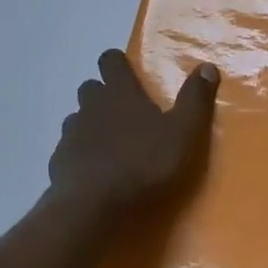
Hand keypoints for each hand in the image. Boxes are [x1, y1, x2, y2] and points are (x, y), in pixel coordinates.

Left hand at [48, 50, 219, 216]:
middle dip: (104, 93)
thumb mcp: (183, 132)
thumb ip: (195, 99)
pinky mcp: (59, 161)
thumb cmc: (143, 164)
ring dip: (91, 123)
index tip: (128, 71)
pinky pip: (70, 148)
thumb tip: (207, 67)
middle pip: (91, 87)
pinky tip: (95, 170)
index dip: (118, 62)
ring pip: (78, 118)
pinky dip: (81, 153)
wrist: (93, 206)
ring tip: (111, 143)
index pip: (111, 61)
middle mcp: (91, 106)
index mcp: (120, 94)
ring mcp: (72, 134)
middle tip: (125, 111)